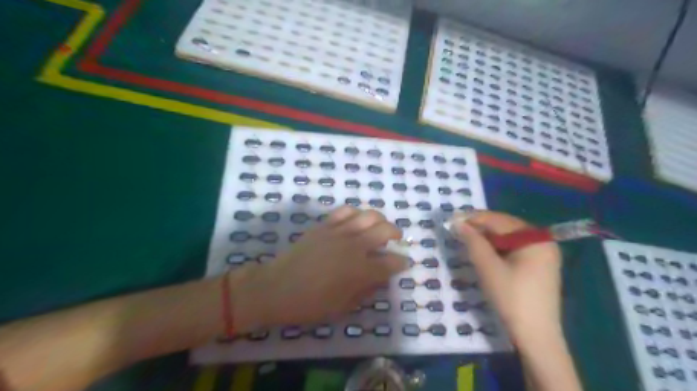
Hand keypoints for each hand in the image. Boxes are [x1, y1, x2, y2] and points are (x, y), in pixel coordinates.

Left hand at [229, 206, 409, 330]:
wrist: (277, 288)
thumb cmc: (311, 304)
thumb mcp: (343, 307)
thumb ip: (365, 291)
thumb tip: (379, 279)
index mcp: (361, 270)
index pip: (391, 262)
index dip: (401, 262)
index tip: (403, 263)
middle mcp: (355, 247)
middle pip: (385, 230)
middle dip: (395, 233)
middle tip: (396, 239)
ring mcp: (339, 232)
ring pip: (368, 215)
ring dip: (380, 219)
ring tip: (380, 225)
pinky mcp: (324, 225)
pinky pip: (345, 211)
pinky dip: (356, 212)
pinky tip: (356, 219)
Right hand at [452, 212, 558, 343]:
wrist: (536, 336)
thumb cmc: (511, 298)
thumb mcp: (488, 267)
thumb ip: (472, 241)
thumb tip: (456, 221)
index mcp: (535, 239)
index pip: (499, 220)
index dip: (473, 218)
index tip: (451, 219)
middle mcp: (542, 241)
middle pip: (505, 227)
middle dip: (480, 227)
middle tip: (456, 229)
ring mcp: (542, 254)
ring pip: (508, 237)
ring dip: (486, 237)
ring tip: (465, 239)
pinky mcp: (538, 266)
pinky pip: (513, 248)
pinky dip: (496, 248)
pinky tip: (482, 251)